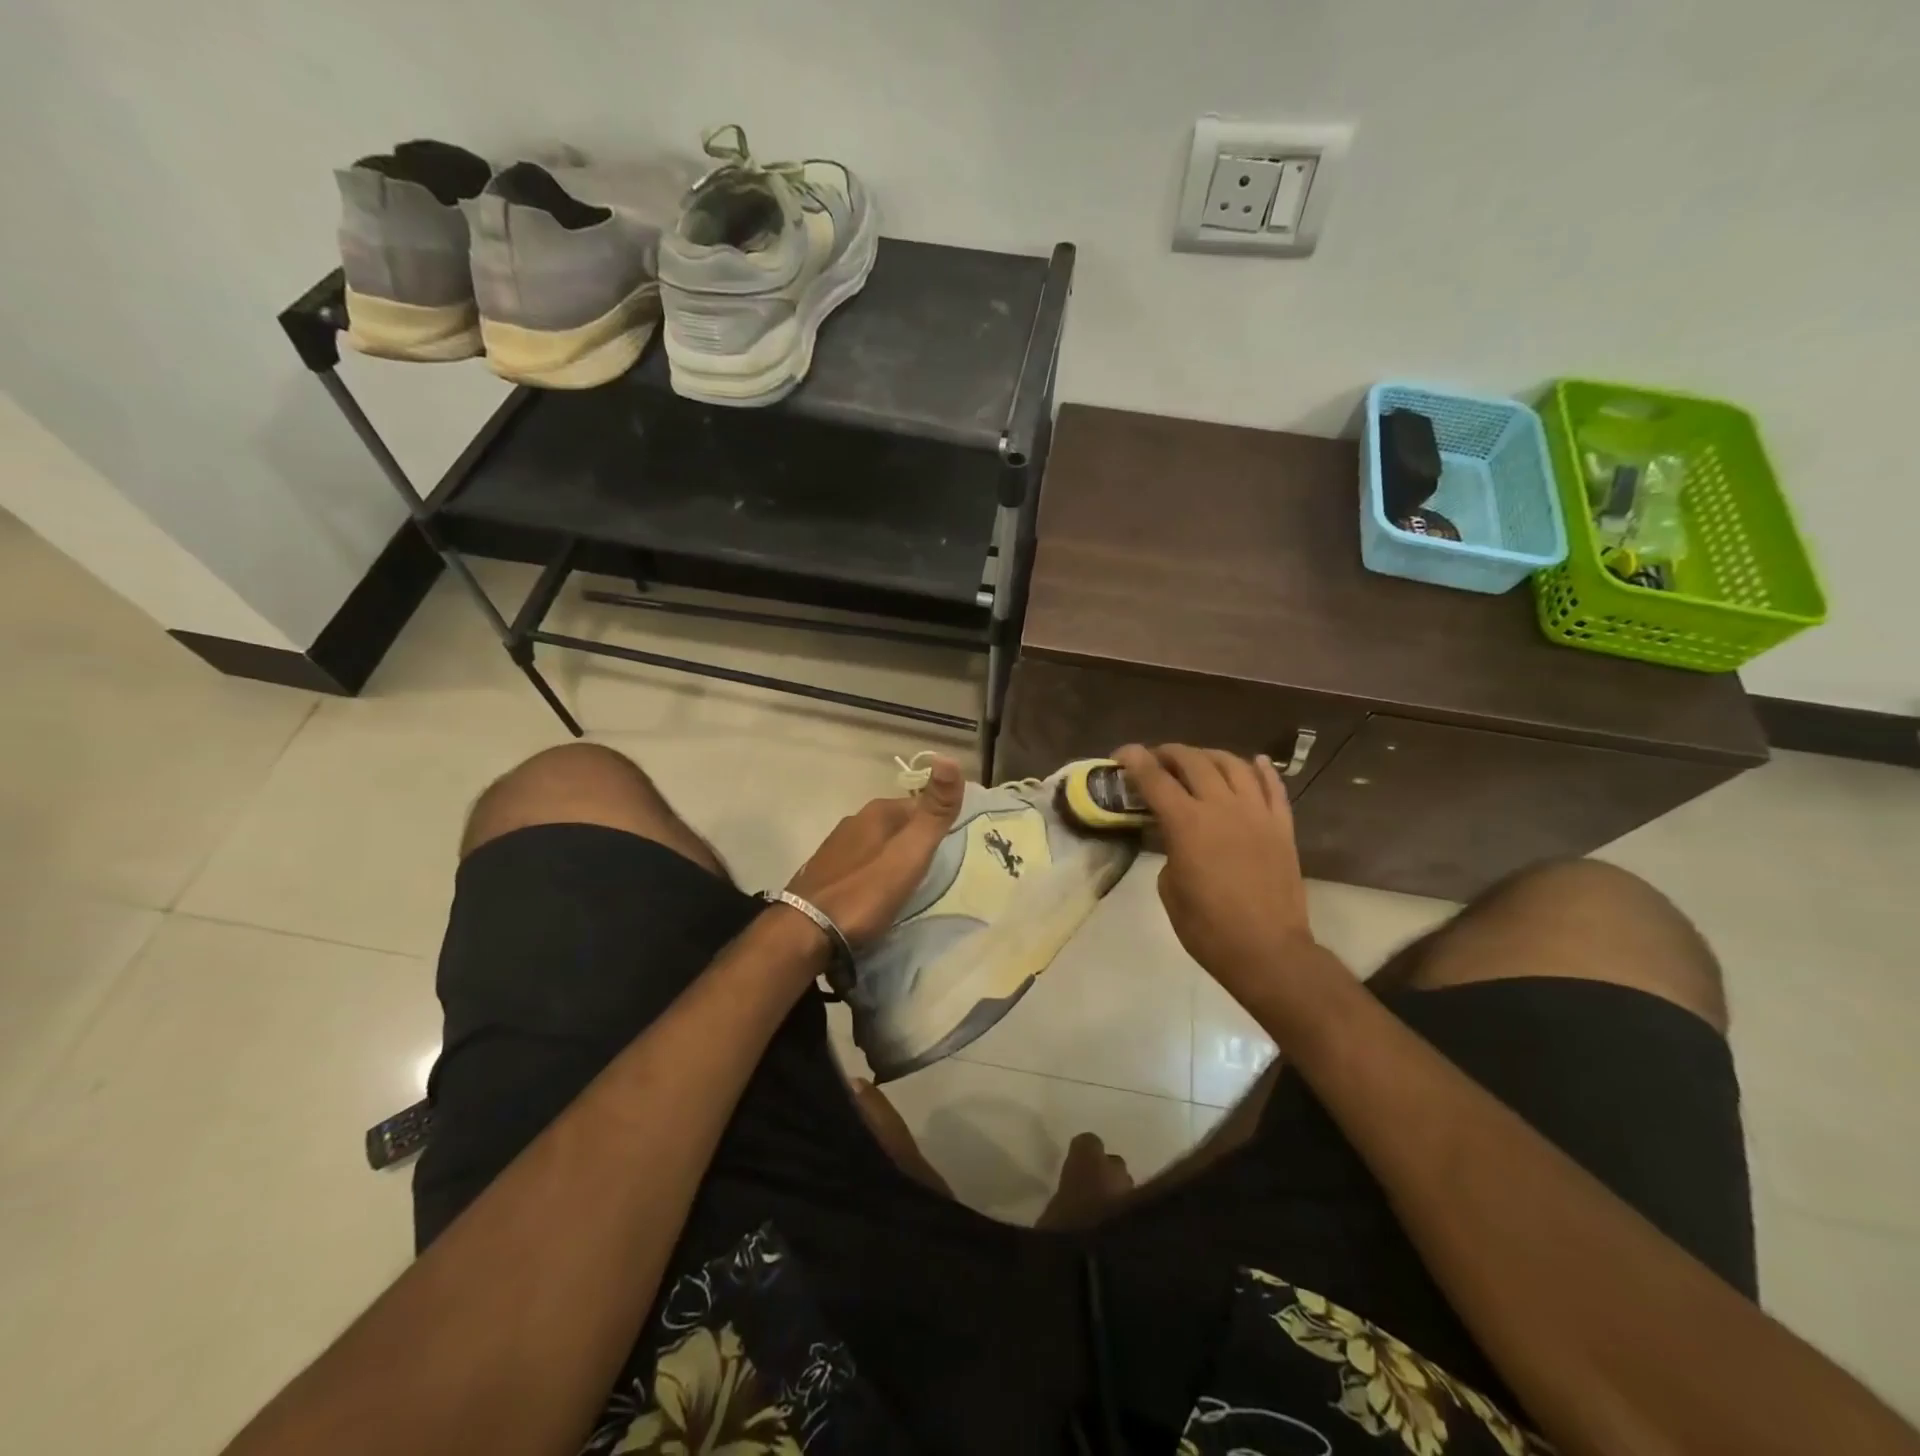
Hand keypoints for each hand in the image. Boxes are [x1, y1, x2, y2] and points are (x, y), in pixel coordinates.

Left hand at [785, 756, 964, 946]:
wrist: (805, 933)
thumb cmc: (865, 892)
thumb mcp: (910, 852)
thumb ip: (934, 812)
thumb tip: (949, 759)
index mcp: (876, 812)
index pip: (918, 804)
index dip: (936, 822)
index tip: (951, 847)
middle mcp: (853, 822)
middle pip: (896, 824)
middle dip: (913, 841)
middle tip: (933, 869)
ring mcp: (834, 848)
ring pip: (875, 844)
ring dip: (891, 858)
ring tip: (907, 884)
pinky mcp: (822, 874)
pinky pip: (859, 865)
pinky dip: (872, 874)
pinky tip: (876, 894)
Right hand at [1113, 744, 1314, 992]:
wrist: (1268, 951)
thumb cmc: (1208, 928)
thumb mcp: (1169, 888)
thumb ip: (1170, 850)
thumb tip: (1177, 837)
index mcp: (1187, 824)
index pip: (1155, 778)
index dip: (1134, 760)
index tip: (1121, 754)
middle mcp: (1222, 807)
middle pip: (1194, 761)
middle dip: (1169, 753)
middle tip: (1156, 760)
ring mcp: (1257, 813)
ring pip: (1233, 764)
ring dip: (1209, 756)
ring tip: (1197, 761)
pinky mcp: (1282, 826)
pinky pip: (1274, 786)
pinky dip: (1261, 769)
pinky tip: (1254, 762)